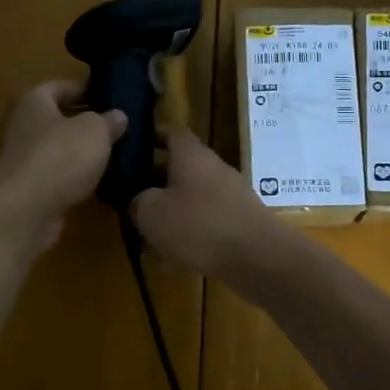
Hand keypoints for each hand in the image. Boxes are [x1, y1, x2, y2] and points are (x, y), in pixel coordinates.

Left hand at [0, 80, 124, 258]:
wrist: (24, 212)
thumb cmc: (60, 157)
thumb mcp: (95, 131)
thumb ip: (108, 121)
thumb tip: (117, 116)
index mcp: (34, 101)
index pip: (60, 86)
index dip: (85, 89)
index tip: (110, 97)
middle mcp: (23, 126)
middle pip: (58, 118)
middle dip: (85, 123)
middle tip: (116, 128)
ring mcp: (23, 160)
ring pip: (58, 148)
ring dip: (80, 152)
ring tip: (112, 155)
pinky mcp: (27, 189)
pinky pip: (56, 175)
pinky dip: (74, 177)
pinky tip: (96, 183)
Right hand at [129, 128, 286, 282]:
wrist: (259, 257)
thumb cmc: (199, 225)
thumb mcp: (151, 213)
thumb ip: (137, 201)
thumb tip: (138, 200)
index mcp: (192, 154)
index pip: (170, 132)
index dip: (150, 138)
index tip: (130, 152)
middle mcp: (215, 167)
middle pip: (182, 165)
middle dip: (157, 180)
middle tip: (131, 197)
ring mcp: (232, 193)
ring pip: (194, 194)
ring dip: (174, 208)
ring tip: (150, 230)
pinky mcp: (242, 219)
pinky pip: (209, 217)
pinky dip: (192, 229)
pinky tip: (178, 252)